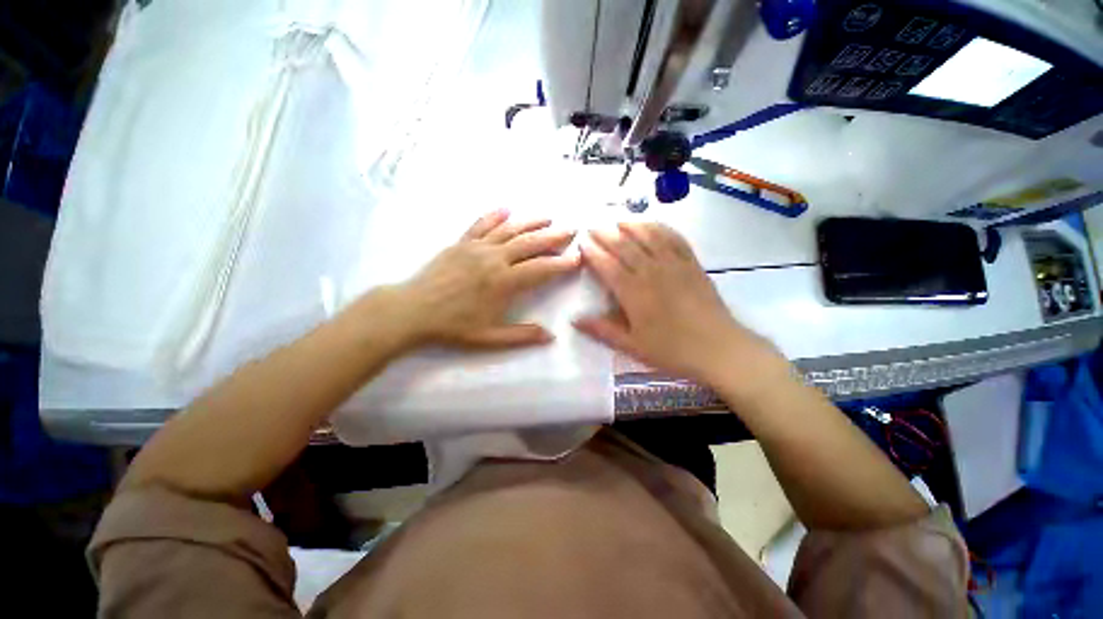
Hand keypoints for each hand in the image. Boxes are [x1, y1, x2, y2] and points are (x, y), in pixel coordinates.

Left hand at [393, 210, 579, 348]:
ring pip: (510, 230)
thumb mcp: (489, 338)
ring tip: (548, 217)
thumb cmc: (452, 327)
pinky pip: (481, 224)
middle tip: (571, 230)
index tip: (577, 258)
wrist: (411, 311)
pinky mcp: (460, 243)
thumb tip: (551, 336)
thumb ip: (522, 336)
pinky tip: (506, 209)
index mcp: (503, 282)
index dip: (562, 264)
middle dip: (554, 236)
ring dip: (531, 222)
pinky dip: (495, 215)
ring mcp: (476, 247)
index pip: (541, 269)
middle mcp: (494, 259)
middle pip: (530, 243)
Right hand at [574, 222, 783, 385]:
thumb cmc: (671, 350)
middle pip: (624, 246)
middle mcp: (651, 271)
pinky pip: (674, 238)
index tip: (582, 243)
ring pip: (649, 236)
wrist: (719, 349)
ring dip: (631, 225)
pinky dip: (660, 227)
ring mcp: (674, 264)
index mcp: (633, 292)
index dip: (593, 252)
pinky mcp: (692, 263)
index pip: (607, 265)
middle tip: (593, 227)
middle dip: (606, 234)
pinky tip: (652, 224)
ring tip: (618, 221)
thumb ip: (602, 330)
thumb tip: (574, 320)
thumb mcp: (632, 345)